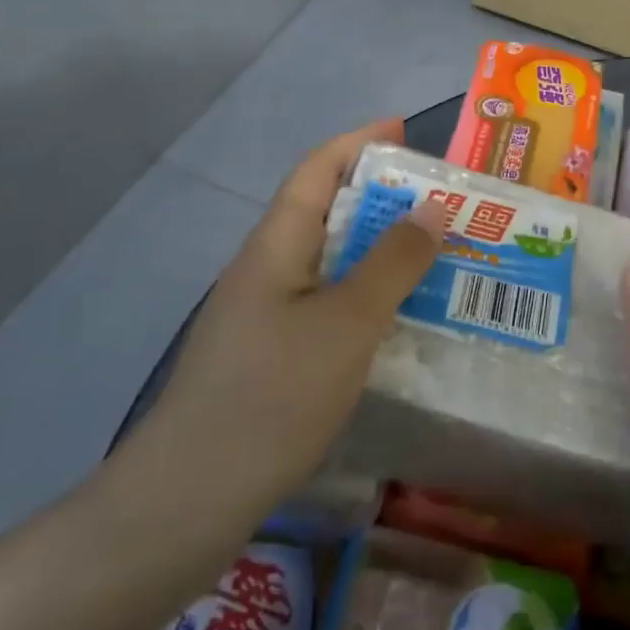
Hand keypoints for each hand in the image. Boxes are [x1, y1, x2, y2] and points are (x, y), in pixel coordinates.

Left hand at [120, 120, 444, 540]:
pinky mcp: (267, 356)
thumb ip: (393, 262)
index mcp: (277, 244)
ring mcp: (263, 314)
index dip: (360, 141)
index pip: (317, 168)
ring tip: (433, 258)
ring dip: (377, 251)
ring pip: (329, 262)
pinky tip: (396, 323)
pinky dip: (364, 297)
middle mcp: (266, 268)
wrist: (188, 499)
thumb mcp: (348, 322)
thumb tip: (432, 206)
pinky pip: (325, 304)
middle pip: (326, 210)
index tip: (405, 131)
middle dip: (381, 198)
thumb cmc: (273, 395)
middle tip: (441, 204)